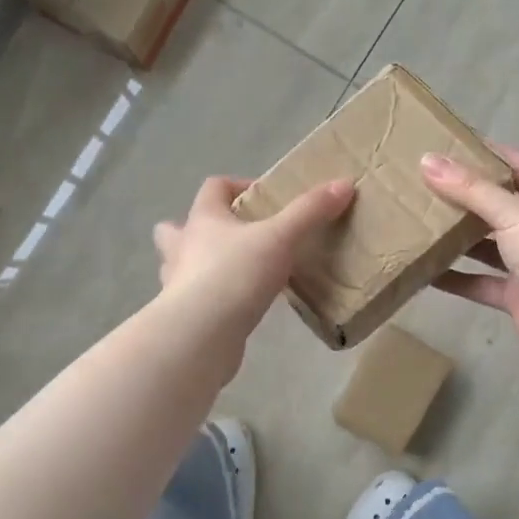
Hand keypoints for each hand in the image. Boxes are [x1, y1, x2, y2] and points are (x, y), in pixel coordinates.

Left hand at [154, 176, 354, 344]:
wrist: (201, 335)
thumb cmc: (235, 274)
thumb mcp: (281, 238)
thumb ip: (310, 212)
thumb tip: (343, 184)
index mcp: (204, 219)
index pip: (213, 187)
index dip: (237, 185)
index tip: (265, 198)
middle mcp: (183, 247)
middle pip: (175, 227)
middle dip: (199, 228)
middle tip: (234, 237)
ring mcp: (178, 283)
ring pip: (181, 265)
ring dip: (200, 265)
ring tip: (233, 272)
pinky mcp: (185, 316)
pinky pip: (197, 298)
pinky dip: (213, 298)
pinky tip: (237, 307)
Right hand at [421, 145, 518, 363]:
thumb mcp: (514, 212)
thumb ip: (470, 189)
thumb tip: (426, 160)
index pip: (515, 164)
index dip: (484, 153)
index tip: (445, 145)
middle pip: (498, 203)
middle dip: (464, 196)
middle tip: (421, 184)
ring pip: (487, 244)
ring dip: (457, 238)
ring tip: (417, 223)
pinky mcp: (516, 294)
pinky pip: (479, 281)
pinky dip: (456, 278)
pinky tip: (424, 272)